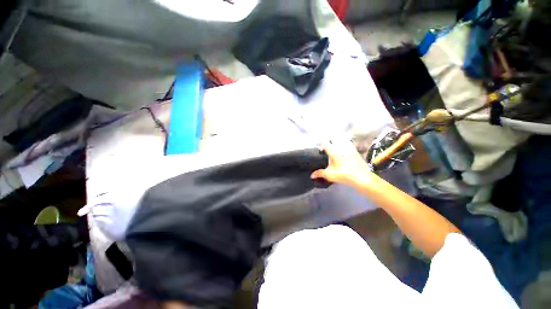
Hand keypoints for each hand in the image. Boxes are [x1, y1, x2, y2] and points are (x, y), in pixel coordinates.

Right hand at [311, 139, 372, 185]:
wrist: (361, 177)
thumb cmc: (343, 174)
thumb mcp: (329, 175)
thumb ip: (319, 173)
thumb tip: (312, 175)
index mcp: (333, 151)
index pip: (325, 143)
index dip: (321, 145)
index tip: (319, 149)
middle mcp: (341, 147)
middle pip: (334, 138)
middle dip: (330, 141)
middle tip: (328, 146)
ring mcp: (349, 148)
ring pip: (343, 140)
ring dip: (338, 141)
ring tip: (336, 147)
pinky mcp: (355, 151)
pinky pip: (350, 144)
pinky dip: (346, 144)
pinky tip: (345, 150)